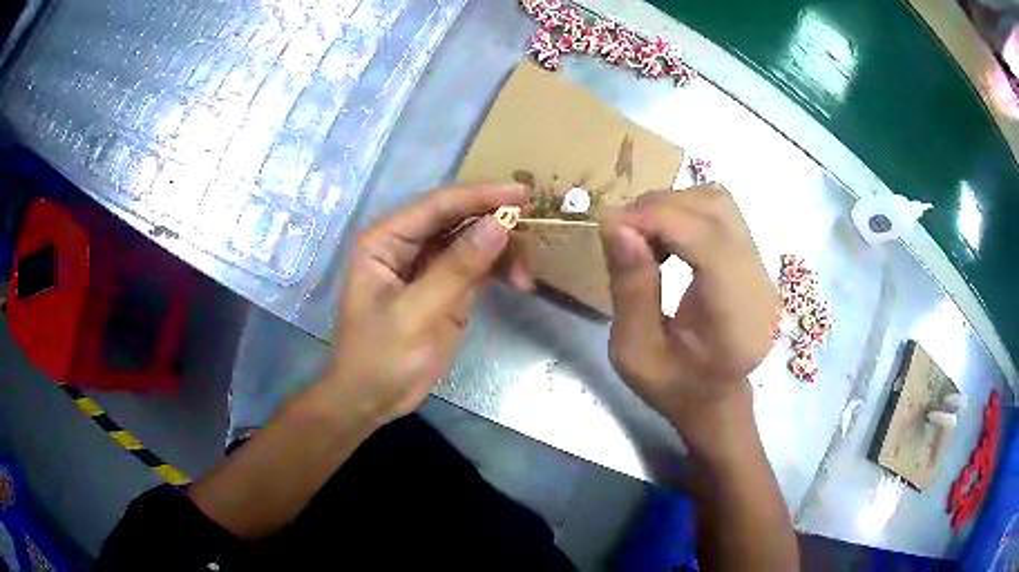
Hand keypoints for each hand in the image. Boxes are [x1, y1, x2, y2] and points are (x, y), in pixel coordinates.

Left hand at [322, 183, 527, 425]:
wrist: (372, 400)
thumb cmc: (378, 357)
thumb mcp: (415, 313)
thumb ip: (457, 268)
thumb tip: (500, 224)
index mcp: (386, 239)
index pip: (437, 205)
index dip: (480, 195)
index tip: (522, 194)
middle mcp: (407, 243)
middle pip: (458, 218)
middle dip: (496, 220)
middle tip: (536, 225)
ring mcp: (429, 265)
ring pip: (473, 241)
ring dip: (503, 250)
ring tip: (526, 273)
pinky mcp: (447, 288)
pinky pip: (479, 267)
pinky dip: (501, 270)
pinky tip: (520, 281)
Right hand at [600, 184, 776, 446]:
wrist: (716, 400)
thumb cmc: (674, 387)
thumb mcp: (635, 352)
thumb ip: (630, 288)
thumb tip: (615, 223)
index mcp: (736, 319)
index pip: (708, 241)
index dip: (658, 219)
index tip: (612, 226)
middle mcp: (759, 284)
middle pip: (715, 210)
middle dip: (661, 208)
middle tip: (623, 233)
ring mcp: (762, 269)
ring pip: (719, 202)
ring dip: (673, 207)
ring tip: (643, 236)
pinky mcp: (755, 260)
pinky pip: (721, 214)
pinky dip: (685, 213)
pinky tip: (666, 240)